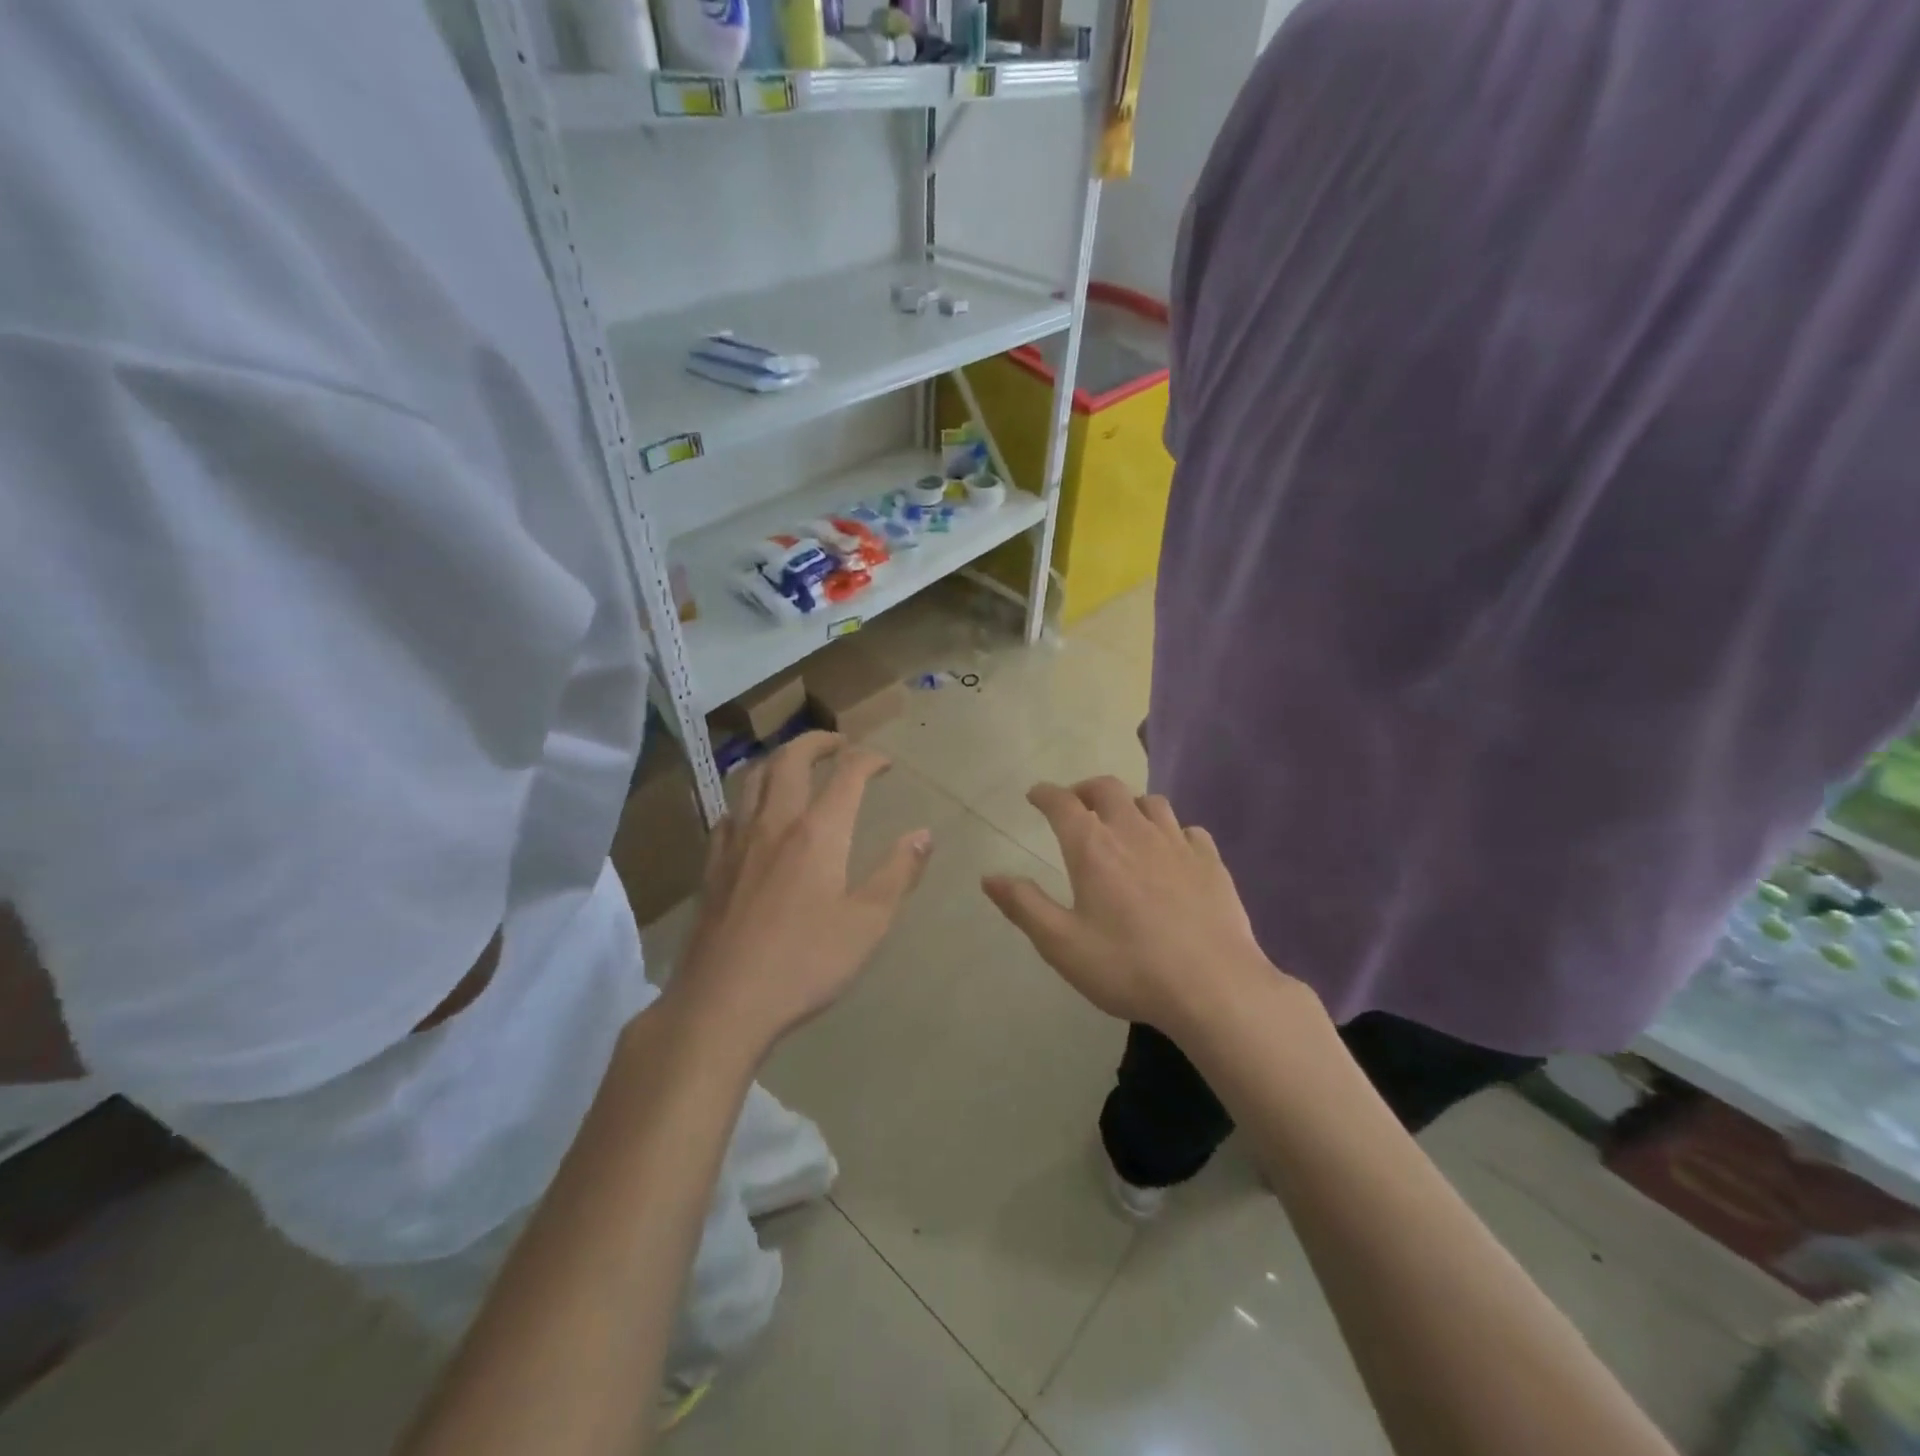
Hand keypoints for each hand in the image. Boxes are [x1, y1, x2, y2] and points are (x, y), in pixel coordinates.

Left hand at [665, 732, 932, 1057]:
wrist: (722, 1003)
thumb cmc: (805, 963)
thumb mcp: (868, 923)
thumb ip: (898, 873)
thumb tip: (924, 834)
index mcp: (818, 832)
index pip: (847, 774)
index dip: (869, 759)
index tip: (885, 762)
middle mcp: (774, 823)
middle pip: (790, 759)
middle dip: (817, 741)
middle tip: (838, 743)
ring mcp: (736, 842)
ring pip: (752, 777)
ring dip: (779, 759)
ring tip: (796, 765)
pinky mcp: (712, 865)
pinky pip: (729, 811)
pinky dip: (749, 796)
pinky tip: (754, 814)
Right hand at [981, 778, 1276, 1036]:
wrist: (1214, 988)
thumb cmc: (1129, 967)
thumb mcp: (1062, 945)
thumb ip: (1024, 905)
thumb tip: (989, 876)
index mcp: (1093, 847)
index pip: (1062, 802)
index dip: (1045, 794)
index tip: (1035, 794)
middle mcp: (1134, 831)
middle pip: (1107, 788)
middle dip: (1085, 789)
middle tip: (1076, 804)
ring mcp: (1177, 843)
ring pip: (1150, 802)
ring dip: (1129, 804)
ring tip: (1123, 824)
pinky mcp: (1211, 861)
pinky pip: (1188, 829)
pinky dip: (1172, 830)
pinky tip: (1171, 851)